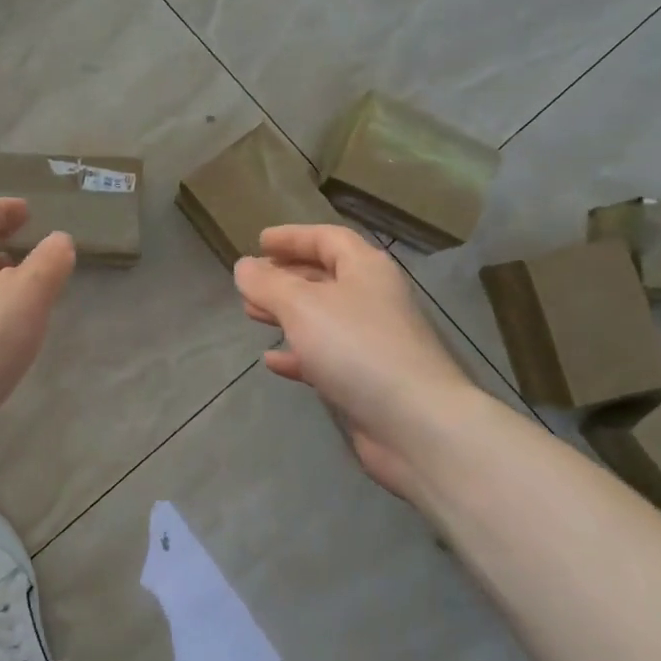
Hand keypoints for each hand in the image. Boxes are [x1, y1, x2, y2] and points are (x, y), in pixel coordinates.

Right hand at [235, 225, 483, 498]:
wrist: (416, 424)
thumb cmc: (356, 347)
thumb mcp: (301, 305)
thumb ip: (267, 283)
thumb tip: (243, 266)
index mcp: (366, 269)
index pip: (327, 238)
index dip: (293, 236)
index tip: (259, 242)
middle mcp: (372, 299)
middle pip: (324, 277)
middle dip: (285, 276)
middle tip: (251, 282)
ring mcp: (373, 341)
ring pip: (322, 317)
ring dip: (287, 313)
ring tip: (251, 314)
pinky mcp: (368, 380)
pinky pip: (326, 356)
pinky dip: (298, 354)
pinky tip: (272, 360)